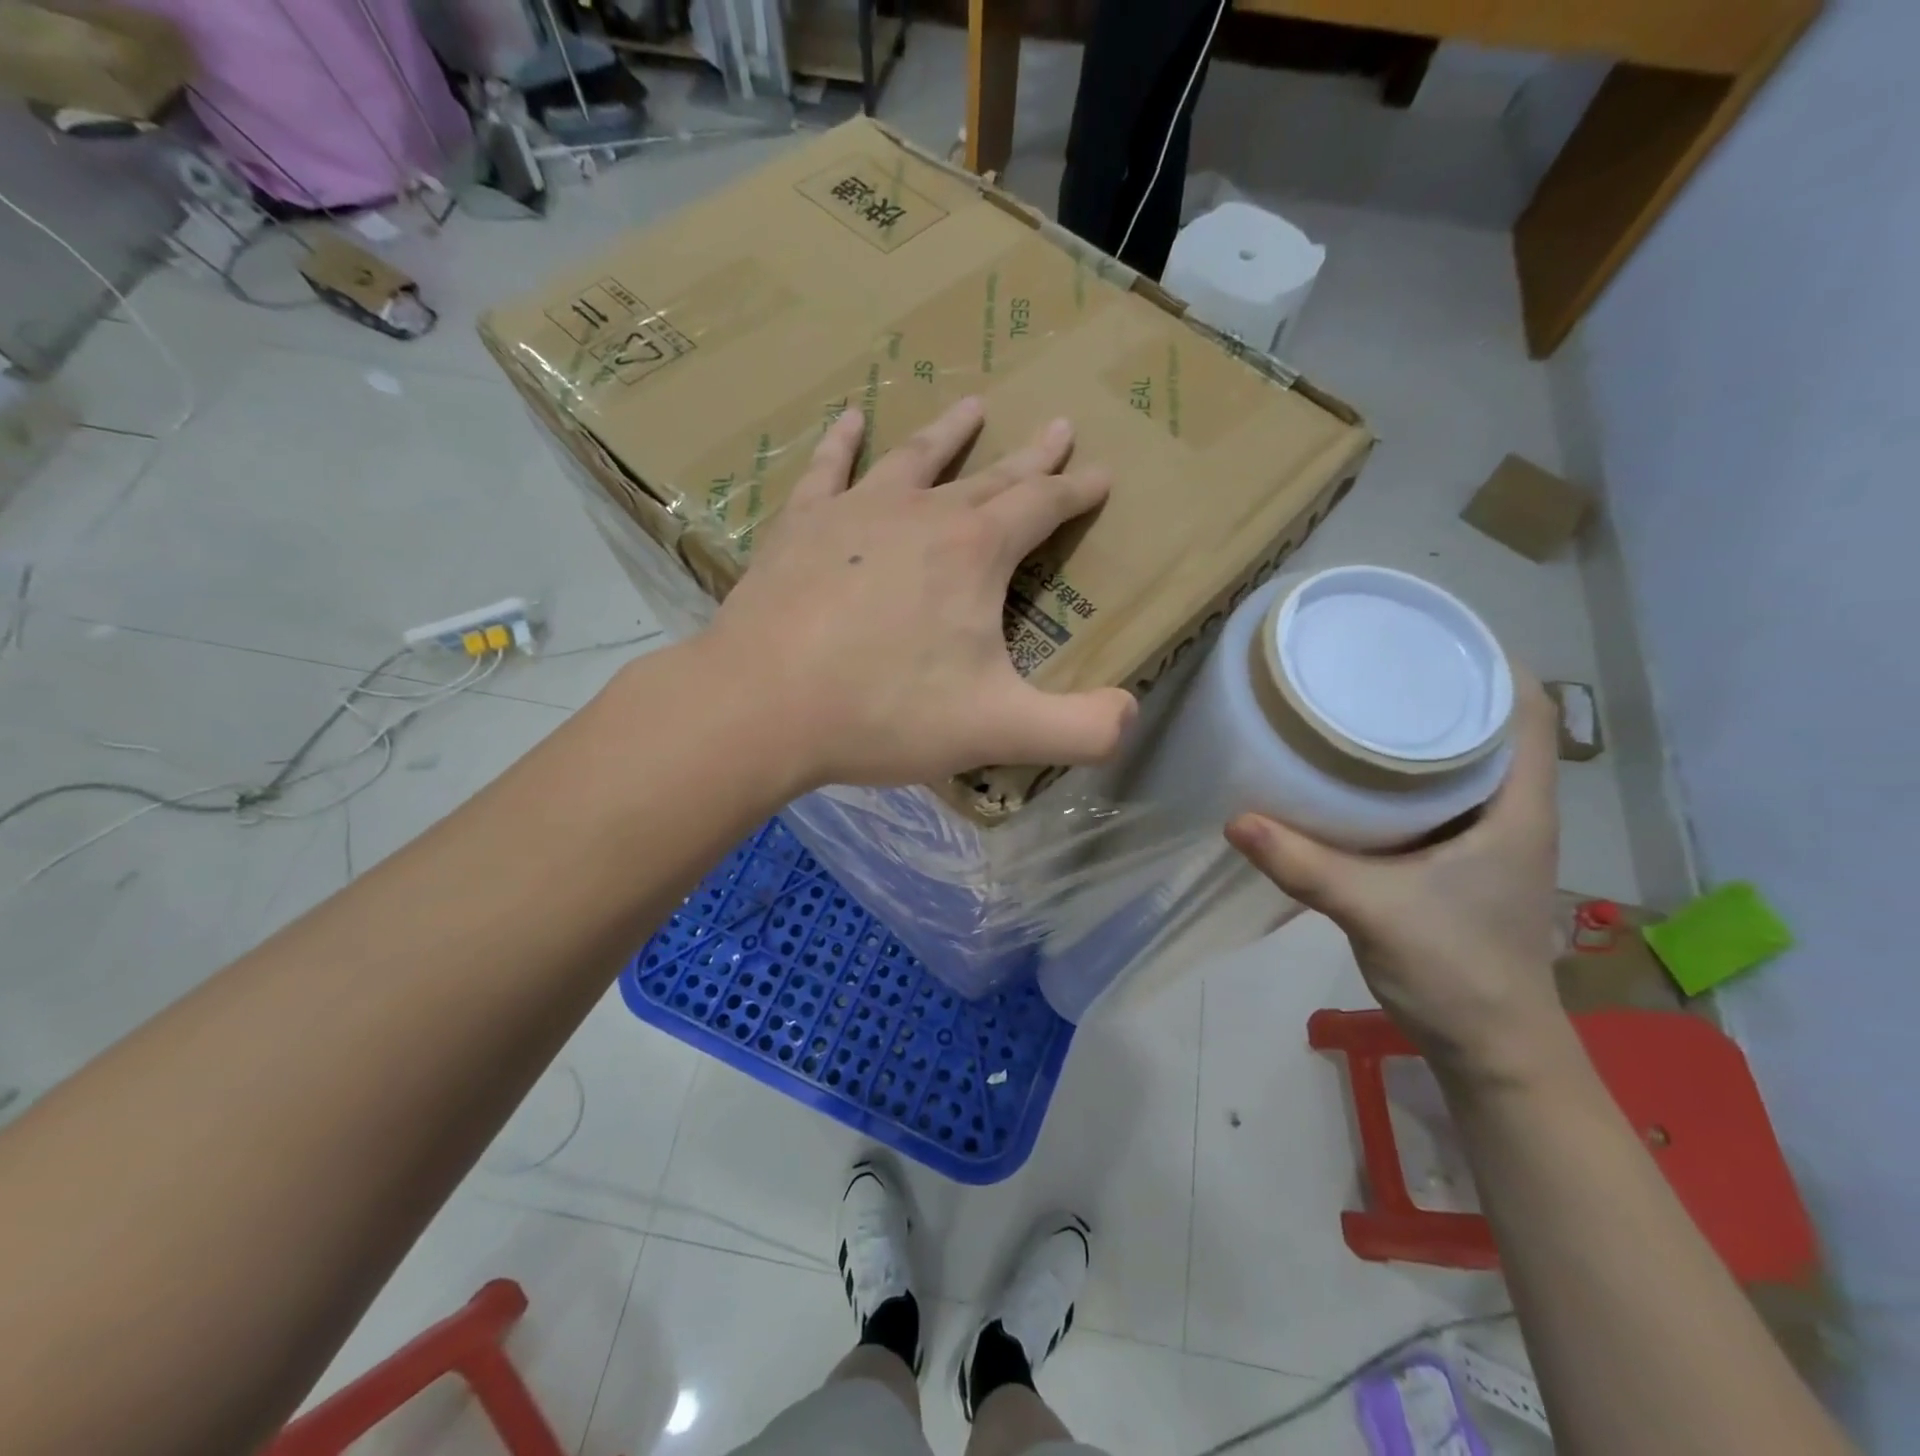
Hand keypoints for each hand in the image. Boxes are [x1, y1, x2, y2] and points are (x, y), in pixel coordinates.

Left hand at [704, 397, 1137, 790]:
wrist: (762, 705)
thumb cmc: (884, 713)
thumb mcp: (997, 731)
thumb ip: (1079, 729)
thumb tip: (1131, 716)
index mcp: (975, 552)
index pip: (1042, 507)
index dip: (1076, 491)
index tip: (1100, 476)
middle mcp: (922, 514)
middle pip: (990, 476)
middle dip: (1031, 456)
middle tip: (1057, 426)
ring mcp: (855, 512)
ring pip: (915, 458)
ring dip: (949, 433)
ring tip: (973, 404)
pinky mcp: (800, 526)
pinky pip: (827, 469)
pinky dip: (842, 442)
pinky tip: (849, 419)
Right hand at [1226, 678, 1571, 1082]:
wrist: (1492, 1049)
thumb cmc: (1458, 972)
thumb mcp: (1374, 911)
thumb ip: (1304, 865)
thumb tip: (1234, 819)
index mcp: (1517, 807)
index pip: (1522, 710)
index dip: (1489, 662)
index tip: (1427, 636)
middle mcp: (1509, 812)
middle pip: (1485, 726)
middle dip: (1436, 689)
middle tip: (1370, 662)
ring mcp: (1483, 839)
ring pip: (1457, 763)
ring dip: (1417, 732)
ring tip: (1356, 702)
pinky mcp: (1455, 862)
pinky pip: (1431, 799)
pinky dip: (1399, 776)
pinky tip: (1352, 773)